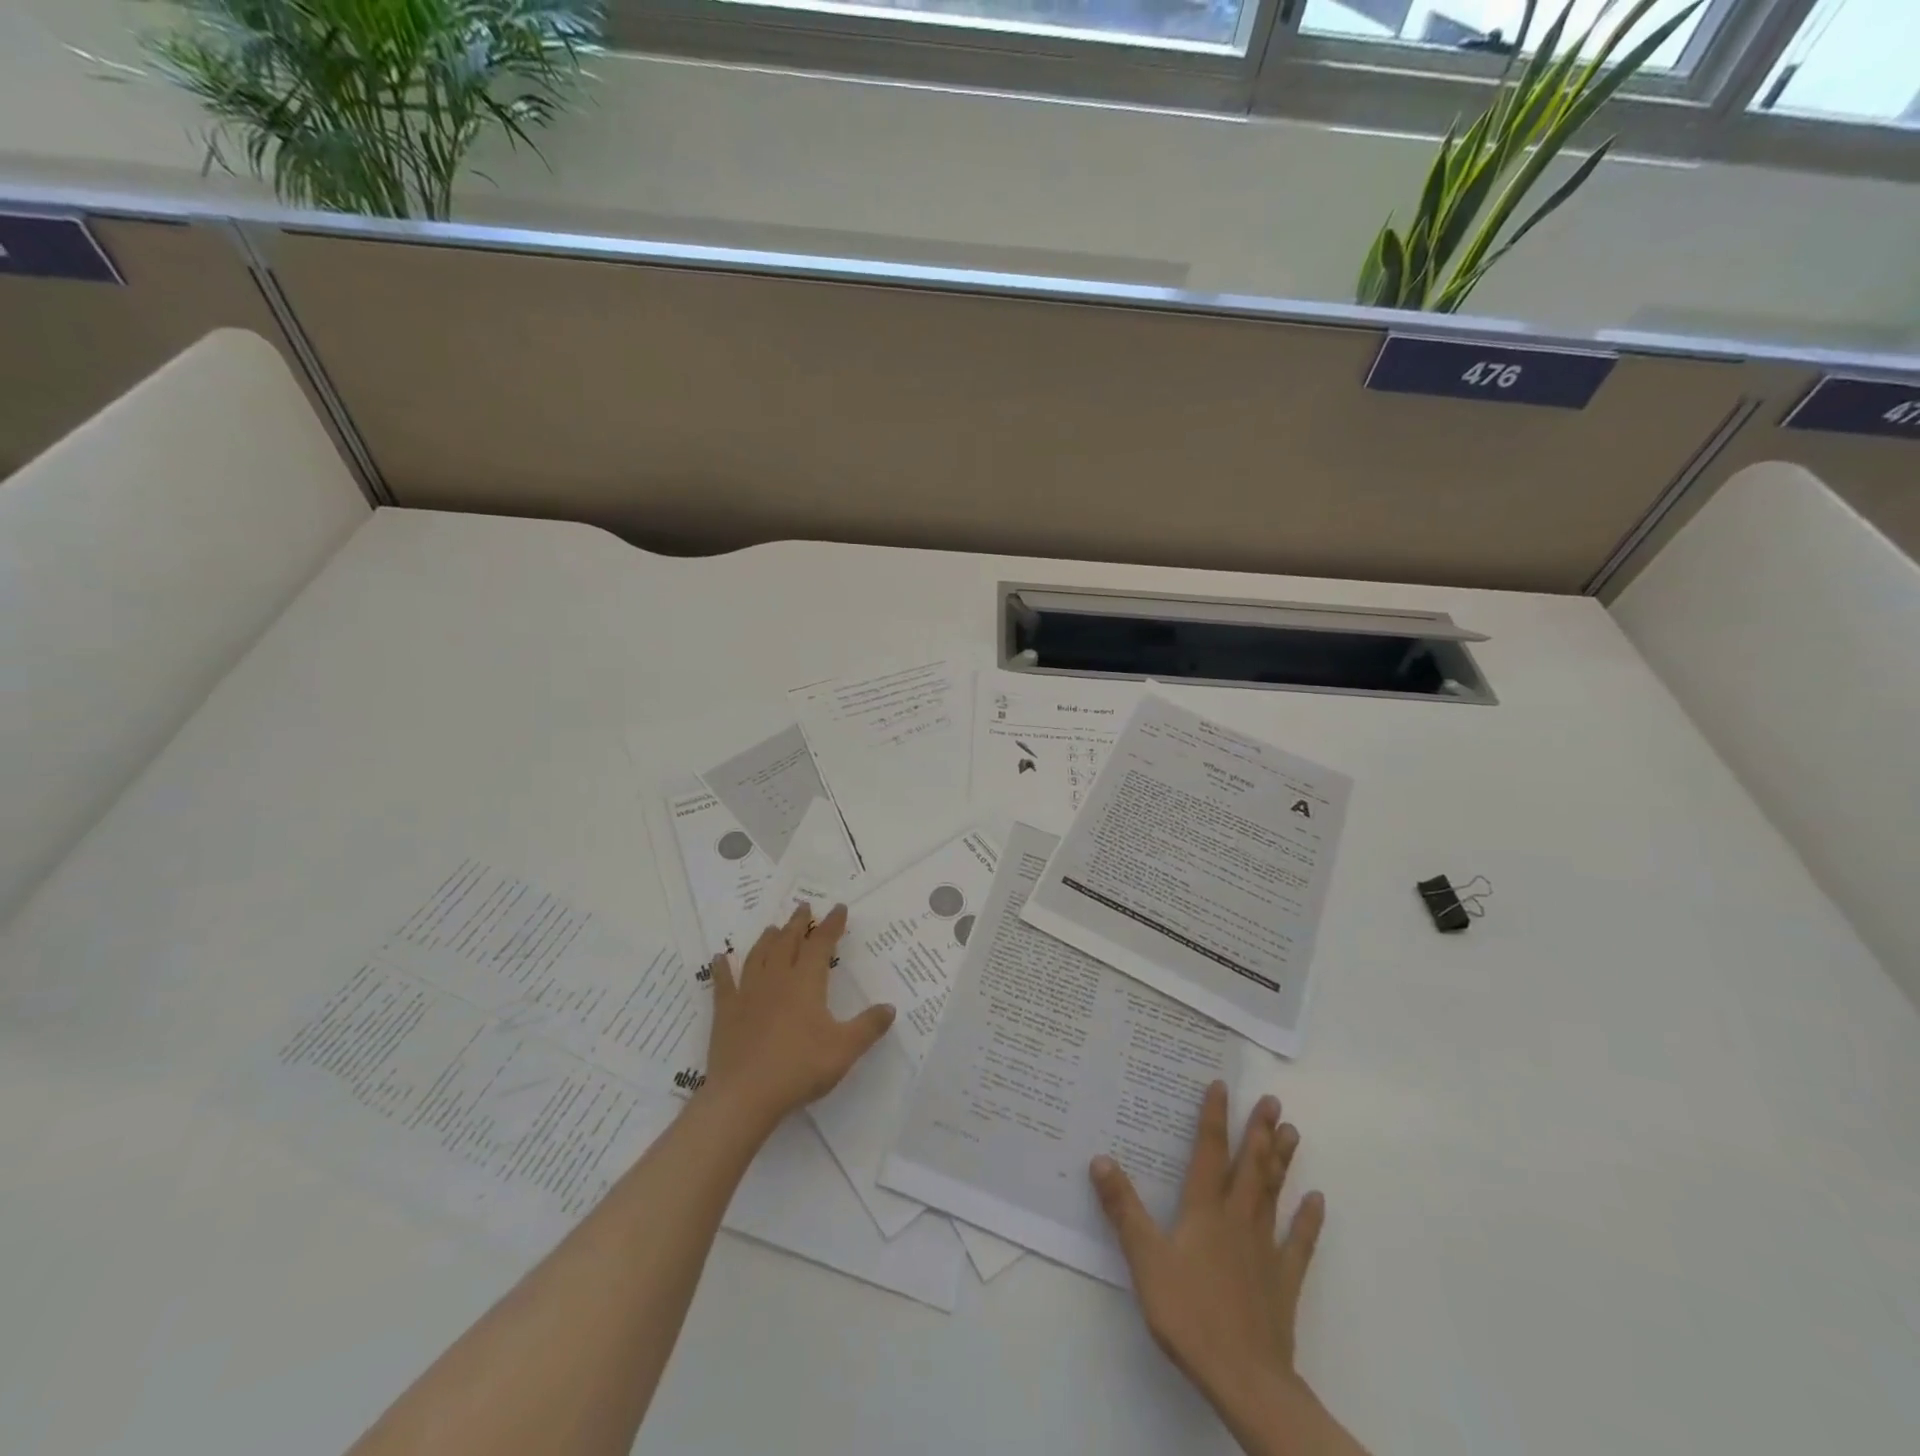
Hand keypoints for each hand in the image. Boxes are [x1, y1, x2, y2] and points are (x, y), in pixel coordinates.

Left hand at [704, 902, 895, 1128]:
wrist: (744, 1096)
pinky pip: (723, 983)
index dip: (831, 925)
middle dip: (798, 923)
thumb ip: (869, 1026)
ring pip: (759, 956)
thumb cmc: (799, 1068)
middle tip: (804, 907)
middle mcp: (777, 979)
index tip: (839, 908)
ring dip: (768, 939)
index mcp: (806, 982)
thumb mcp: (845, 1049)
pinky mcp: (726, 1012)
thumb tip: (890, 1007)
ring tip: (773, 928)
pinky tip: (719, 958)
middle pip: (788, 942)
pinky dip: (722, 968)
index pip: (821, 944)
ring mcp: (748, 994)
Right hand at [1090, 1082, 1366, 1455]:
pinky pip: (1298, 1244)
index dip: (1214, 1118)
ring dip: (1281, 1162)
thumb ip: (1123, 1209)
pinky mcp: (1283, 1282)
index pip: (1209, 1153)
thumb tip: (1100, 1159)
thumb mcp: (1145, 1259)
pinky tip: (1317, 1201)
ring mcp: (1264, 1250)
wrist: (1244, 1379)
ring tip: (1292, 1131)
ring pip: (1273, 1194)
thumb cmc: (1189, 1314)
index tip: (1221, 1086)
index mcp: (1204, 1210)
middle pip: (1249, 1166)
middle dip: (1258, 1131)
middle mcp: (1237, 1219)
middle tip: (1272, 1100)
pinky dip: (1307, 1221)